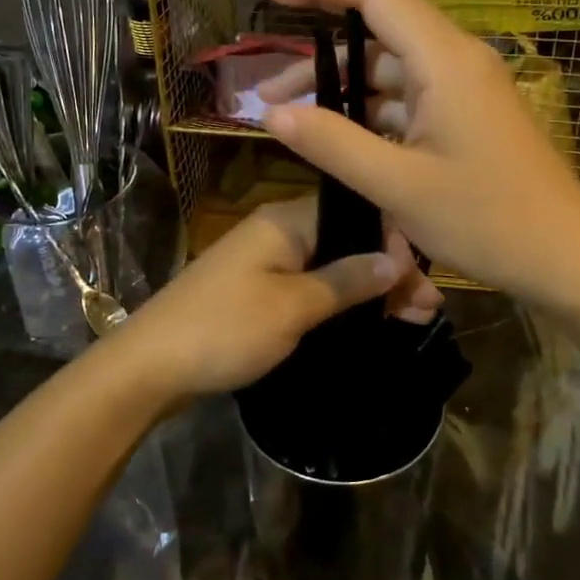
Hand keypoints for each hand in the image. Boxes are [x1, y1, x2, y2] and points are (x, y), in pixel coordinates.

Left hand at [108, 195, 441, 404]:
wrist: (149, 367)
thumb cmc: (225, 329)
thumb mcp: (294, 306)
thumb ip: (347, 279)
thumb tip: (397, 258)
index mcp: (286, 221)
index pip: (355, 212)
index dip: (394, 241)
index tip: (425, 279)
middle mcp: (278, 231)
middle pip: (347, 240)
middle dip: (389, 271)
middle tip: (429, 309)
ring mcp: (266, 260)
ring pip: (333, 265)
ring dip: (370, 289)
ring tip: (413, 318)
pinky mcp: (259, 289)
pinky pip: (312, 284)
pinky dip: (342, 300)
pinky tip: (370, 319)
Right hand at [255, 0, 579, 306]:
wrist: (565, 257)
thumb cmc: (488, 221)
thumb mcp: (399, 187)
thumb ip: (333, 144)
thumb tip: (273, 114)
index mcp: (444, 61)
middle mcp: (455, 58)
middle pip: (380, 12)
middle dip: (321, 2)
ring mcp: (461, 85)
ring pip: (387, 60)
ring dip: (335, 72)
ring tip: (274, 97)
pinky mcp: (463, 112)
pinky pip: (404, 90)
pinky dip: (363, 101)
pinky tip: (329, 123)